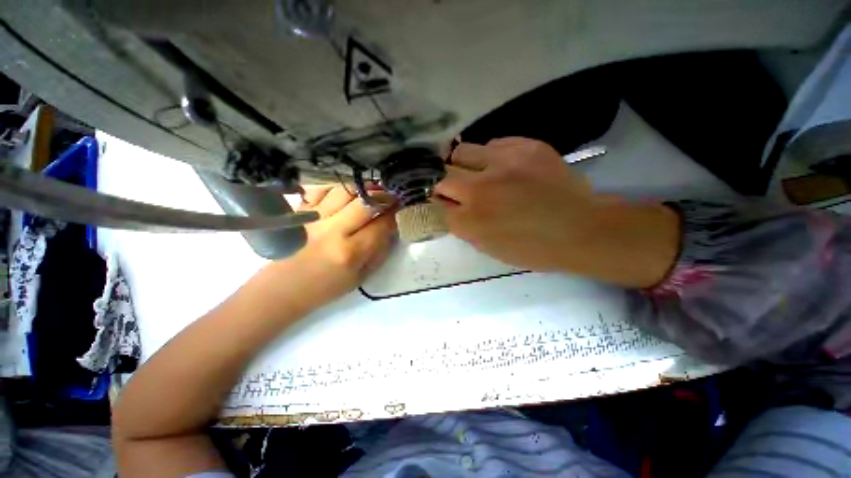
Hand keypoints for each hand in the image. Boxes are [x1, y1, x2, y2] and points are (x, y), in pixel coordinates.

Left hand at [266, 185, 395, 311]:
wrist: (282, 289)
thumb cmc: (325, 288)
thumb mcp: (360, 277)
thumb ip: (379, 252)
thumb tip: (391, 228)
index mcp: (350, 252)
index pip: (381, 225)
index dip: (394, 214)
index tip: (400, 210)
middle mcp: (333, 231)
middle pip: (365, 203)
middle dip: (383, 197)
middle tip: (391, 195)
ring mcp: (314, 218)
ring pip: (344, 191)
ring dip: (363, 188)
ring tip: (372, 191)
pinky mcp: (300, 212)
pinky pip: (321, 189)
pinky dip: (337, 187)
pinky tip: (346, 192)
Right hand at [435, 138, 596, 271]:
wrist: (581, 229)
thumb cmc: (532, 248)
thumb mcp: (488, 248)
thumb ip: (462, 226)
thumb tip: (448, 207)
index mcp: (470, 220)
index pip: (434, 203)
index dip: (437, 203)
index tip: (443, 203)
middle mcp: (479, 188)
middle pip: (441, 175)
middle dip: (442, 183)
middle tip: (454, 188)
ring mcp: (503, 163)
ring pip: (461, 151)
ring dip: (462, 164)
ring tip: (476, 172)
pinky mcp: (525, 146)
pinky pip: (493, 143)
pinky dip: (490, 155)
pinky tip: (502, 166)